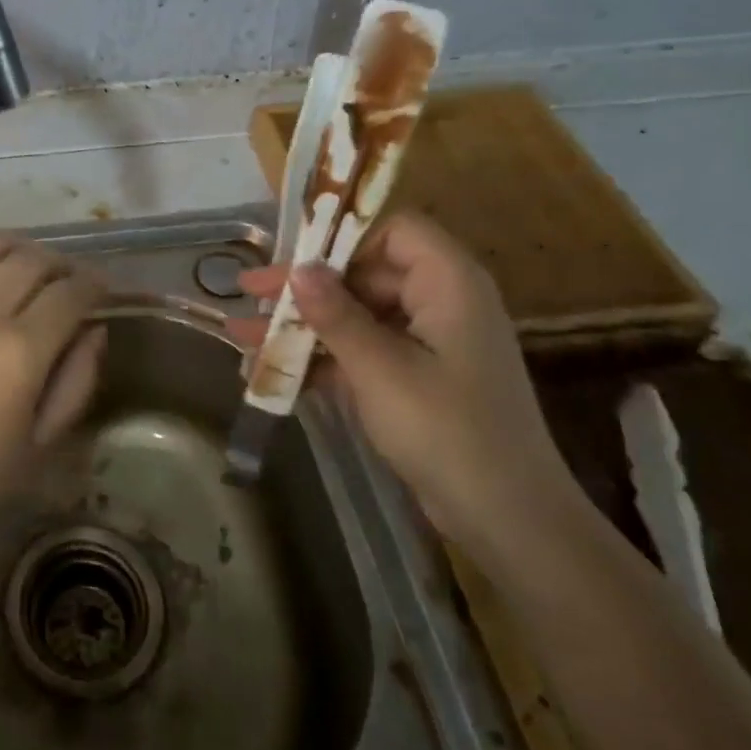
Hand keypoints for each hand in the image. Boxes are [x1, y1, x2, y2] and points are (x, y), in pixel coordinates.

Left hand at [0, 236, 106, 551]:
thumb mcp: (42, 442)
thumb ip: (77, 380)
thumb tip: (94, 328)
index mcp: (20, 352)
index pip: (70, 293)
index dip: (94, 284)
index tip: (100, 289)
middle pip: (30, 261)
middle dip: (59, 264)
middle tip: (65, 279)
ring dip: (13, 248)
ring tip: (21, 263)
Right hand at [230, 212, 577, 546]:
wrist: (506, 519)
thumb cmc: (447, 430)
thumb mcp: (380, 368)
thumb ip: (336, 315)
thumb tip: (299, 269)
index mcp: (448, 283)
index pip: (395, 230)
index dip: (343, 236)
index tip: (293, 254)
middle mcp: (440, 302)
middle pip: (365, 273)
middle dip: (305, 286)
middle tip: (250, 293)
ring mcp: (427, 342)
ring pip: (356, 315)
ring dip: (304, 325)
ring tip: (244, 335)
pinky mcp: (415, 378)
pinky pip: (362, 351)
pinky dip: (322, 358)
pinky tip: (272, 371)